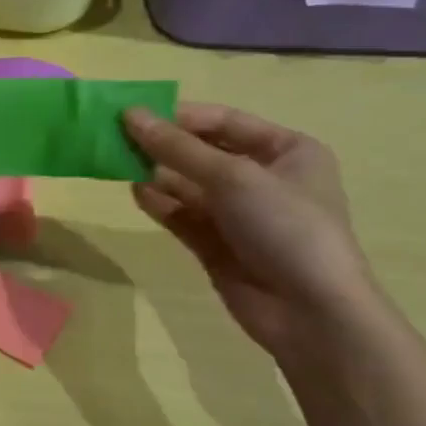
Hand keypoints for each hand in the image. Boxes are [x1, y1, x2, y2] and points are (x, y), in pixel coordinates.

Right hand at [122, 103, 376, 356]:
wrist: (309, 311)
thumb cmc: (286, 227)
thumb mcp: (232, 177)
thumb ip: (177, 148)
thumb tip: (130, 115)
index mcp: (286, 150)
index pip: (225, 122)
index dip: (180, 116)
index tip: (133, 114)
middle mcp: (263, 178)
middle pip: (202, 152)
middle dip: (163, 146)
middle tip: (115, 138)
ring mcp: (238, 214)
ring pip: (187, 184)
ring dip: (155, 173)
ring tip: (117, 164)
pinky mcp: (216, 244)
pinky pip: (182, 214)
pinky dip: (159, 203)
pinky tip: (135, 193)